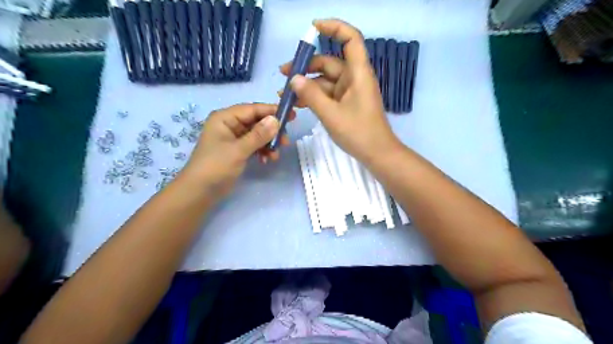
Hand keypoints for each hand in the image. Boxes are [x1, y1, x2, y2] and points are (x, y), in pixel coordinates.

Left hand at [181, 104, 294, 196]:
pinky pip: (254, 145)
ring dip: (268, 144)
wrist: (200, 191)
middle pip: (257, 122)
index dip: (272, 111)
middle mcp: (230, 125)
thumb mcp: (238, 150)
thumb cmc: (216, 166)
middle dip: (272, 132)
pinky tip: (266, 160)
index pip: (253, 109)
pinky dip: (262, 151)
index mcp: (225, 118)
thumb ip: (258, 135)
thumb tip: (276, 120)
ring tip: (275, 156)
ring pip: (258, 135)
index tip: (291, 116)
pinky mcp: (237, 150)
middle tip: (286, 141)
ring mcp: (234, 138)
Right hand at [280, 19, 403, 164]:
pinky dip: (314, 96)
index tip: (312, 28)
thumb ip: (311, 95)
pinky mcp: (346, 103)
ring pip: (325, 80)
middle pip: (329, 62)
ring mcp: (349, 91)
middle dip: (305, 67)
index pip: (350, 39)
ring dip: (306, 85)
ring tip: (285, 94)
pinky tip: (298, 103)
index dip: (334, 28)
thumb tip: (294, 78)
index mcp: (358, 73)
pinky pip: (327, 94)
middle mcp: (354, 78)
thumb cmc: (358, 132)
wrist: (377, 154)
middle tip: (283, 75)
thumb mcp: (331, 114)